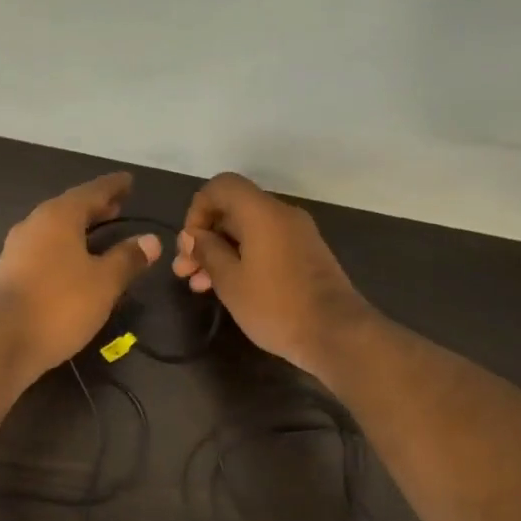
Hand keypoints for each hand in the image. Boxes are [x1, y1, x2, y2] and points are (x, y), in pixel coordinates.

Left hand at [0, 172, 161, 377]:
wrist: (3, 341)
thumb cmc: (60, 305)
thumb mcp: (104, 282)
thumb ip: (128, 258)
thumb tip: (151, 240)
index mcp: (58, 217)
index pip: (92, 191)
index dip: (113, 186)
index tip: (129, 181)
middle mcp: (34, 224)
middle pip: (70, 208)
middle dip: (96, 207)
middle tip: (118, 206)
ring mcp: (18, 249)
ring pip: (55, 229)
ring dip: (79, 229)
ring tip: (100, 233)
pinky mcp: (10, 273)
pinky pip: (45, 249)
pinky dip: (65, 248)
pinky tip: (75, 263)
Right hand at [172, 172, 372, 376]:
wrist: (337, 334)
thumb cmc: (276, 306)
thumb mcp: (231, 282)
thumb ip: (208, 251)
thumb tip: (193, 236)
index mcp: (262, 213)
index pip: (222, 186)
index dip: (198, 209)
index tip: (189, 244)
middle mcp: (282, 215)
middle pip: (233, 210)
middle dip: (204, 238)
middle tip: (184, 271)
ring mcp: (297, 235)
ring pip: (248, 232)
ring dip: (220, 253)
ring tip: (198, 286)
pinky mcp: (305, 256)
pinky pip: (266, 246)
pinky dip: (242, 259)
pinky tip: (227, 288)